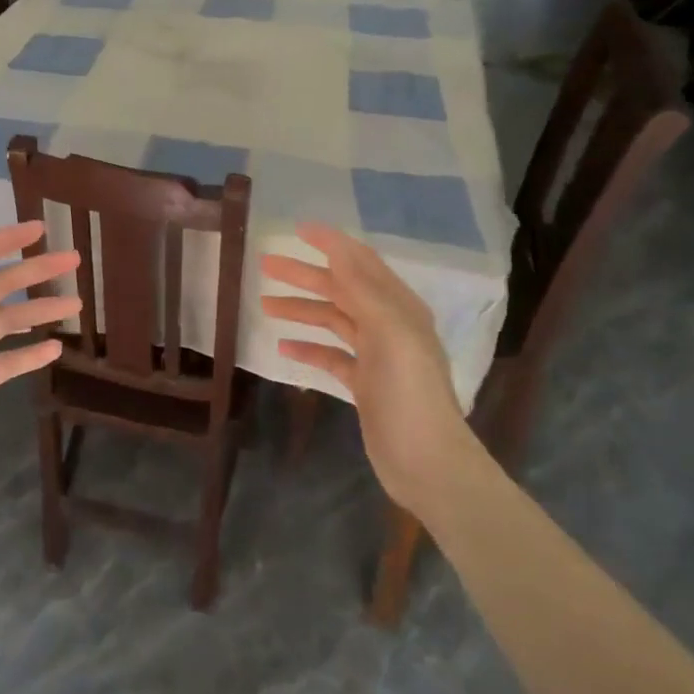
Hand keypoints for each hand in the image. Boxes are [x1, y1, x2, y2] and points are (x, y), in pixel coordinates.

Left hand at [0, 222, 79, 502]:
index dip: (6, 239)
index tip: (41, 228)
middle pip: (0, 286)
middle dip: (35, 270)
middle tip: (74, 260)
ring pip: (9, 321)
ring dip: (41, 309)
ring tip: (77, 303)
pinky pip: (8, 361)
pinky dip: (32, 352)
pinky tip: (57, 347)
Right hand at [261, 223, 467, 517]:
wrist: (427, 463)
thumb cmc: (409, 393)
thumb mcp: (389, 332)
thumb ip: (362, 289)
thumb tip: (337, 249)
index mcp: (399, 307)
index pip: (361, 263)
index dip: (331, 244)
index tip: (297, 230)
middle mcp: (389, 325)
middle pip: (341, 290)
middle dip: (305, 276)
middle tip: (265, 266)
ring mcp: (376, 356)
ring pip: (332, 321)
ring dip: (301, 309)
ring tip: (266, 304)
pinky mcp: (364, 384)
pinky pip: (330, 355)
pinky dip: (308, 347)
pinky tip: (283, 346)